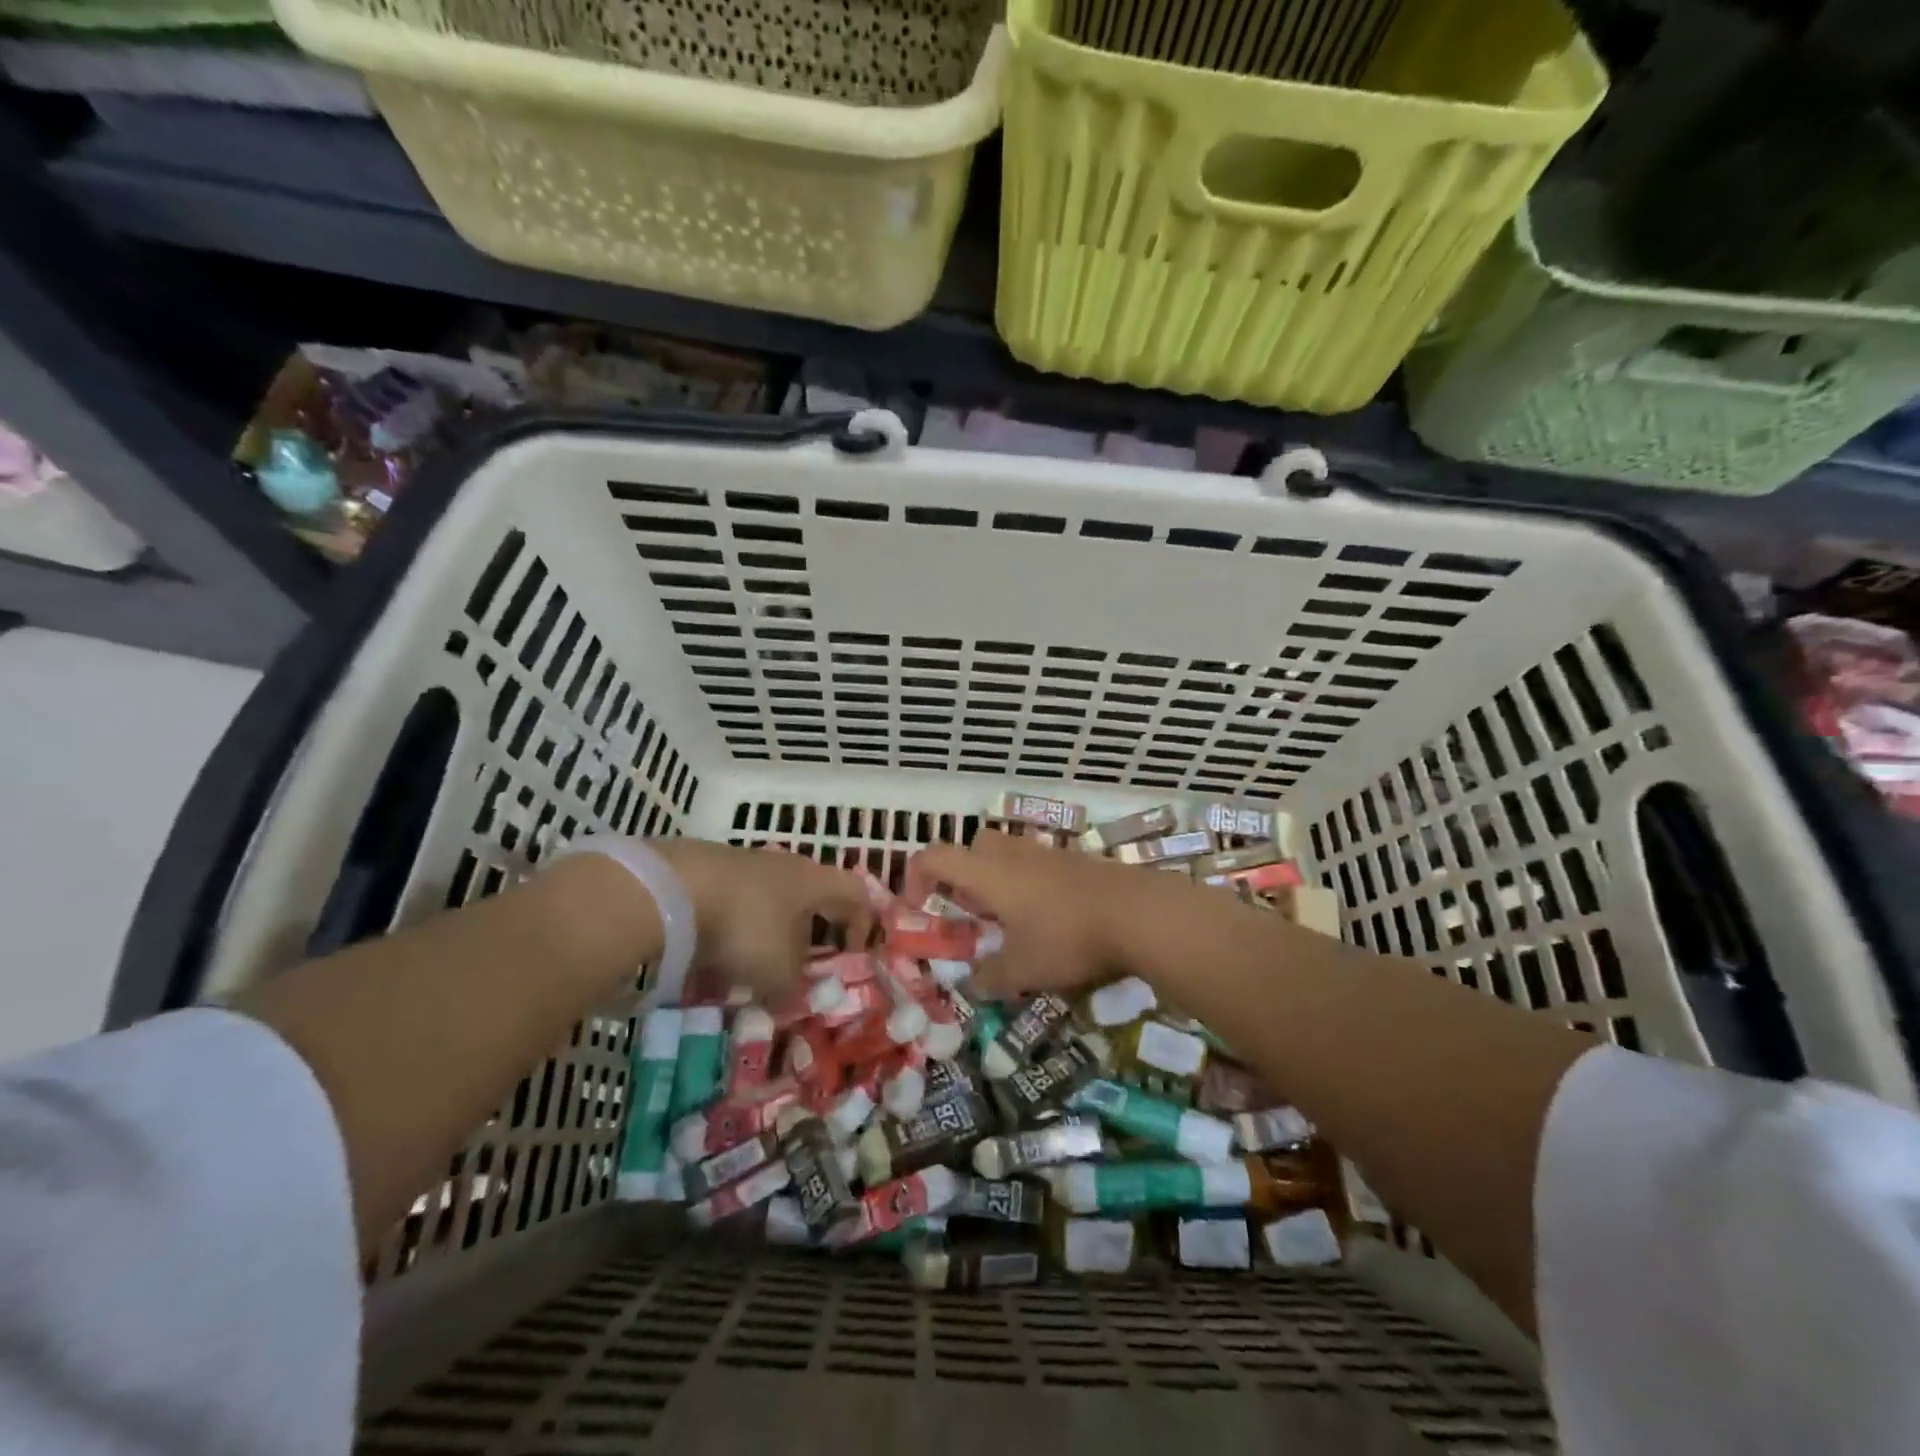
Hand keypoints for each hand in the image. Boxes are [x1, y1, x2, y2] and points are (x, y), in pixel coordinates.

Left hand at [654, 839, 873, 999]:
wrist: (673, 887)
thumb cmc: (746, 926)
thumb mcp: (777, 972)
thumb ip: (792, 988)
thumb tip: (793, 999)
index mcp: (815, 881)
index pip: (855, 894)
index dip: (862, 924)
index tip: (852, 955)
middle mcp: (787, 865)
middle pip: (811, 897)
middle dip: (808, 934)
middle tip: (799, 967)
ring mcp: (746, 863)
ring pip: (771, 901)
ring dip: (768, 933)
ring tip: (751, 967)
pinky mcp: (710, 870)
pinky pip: (736, 903)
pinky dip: (734, 928)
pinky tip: (716, 953)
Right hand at [904, 832, 1160, 997]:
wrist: (1137, 913)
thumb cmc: (1067, 938)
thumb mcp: (1022, 970)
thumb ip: (990, 977)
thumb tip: (973, 984)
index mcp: (988, 873)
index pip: (935, 856)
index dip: (915, 875)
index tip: (916, 905)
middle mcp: (1013, 854)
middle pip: (974, 845)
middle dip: (963, 873)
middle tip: (970, 911)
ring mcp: (1048, 853)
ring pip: (1009, 852)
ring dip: (999, 878)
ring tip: (1010, 918)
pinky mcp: (1077, 861)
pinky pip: (1039, 863)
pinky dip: (1032, 883)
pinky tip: (1050, 918)